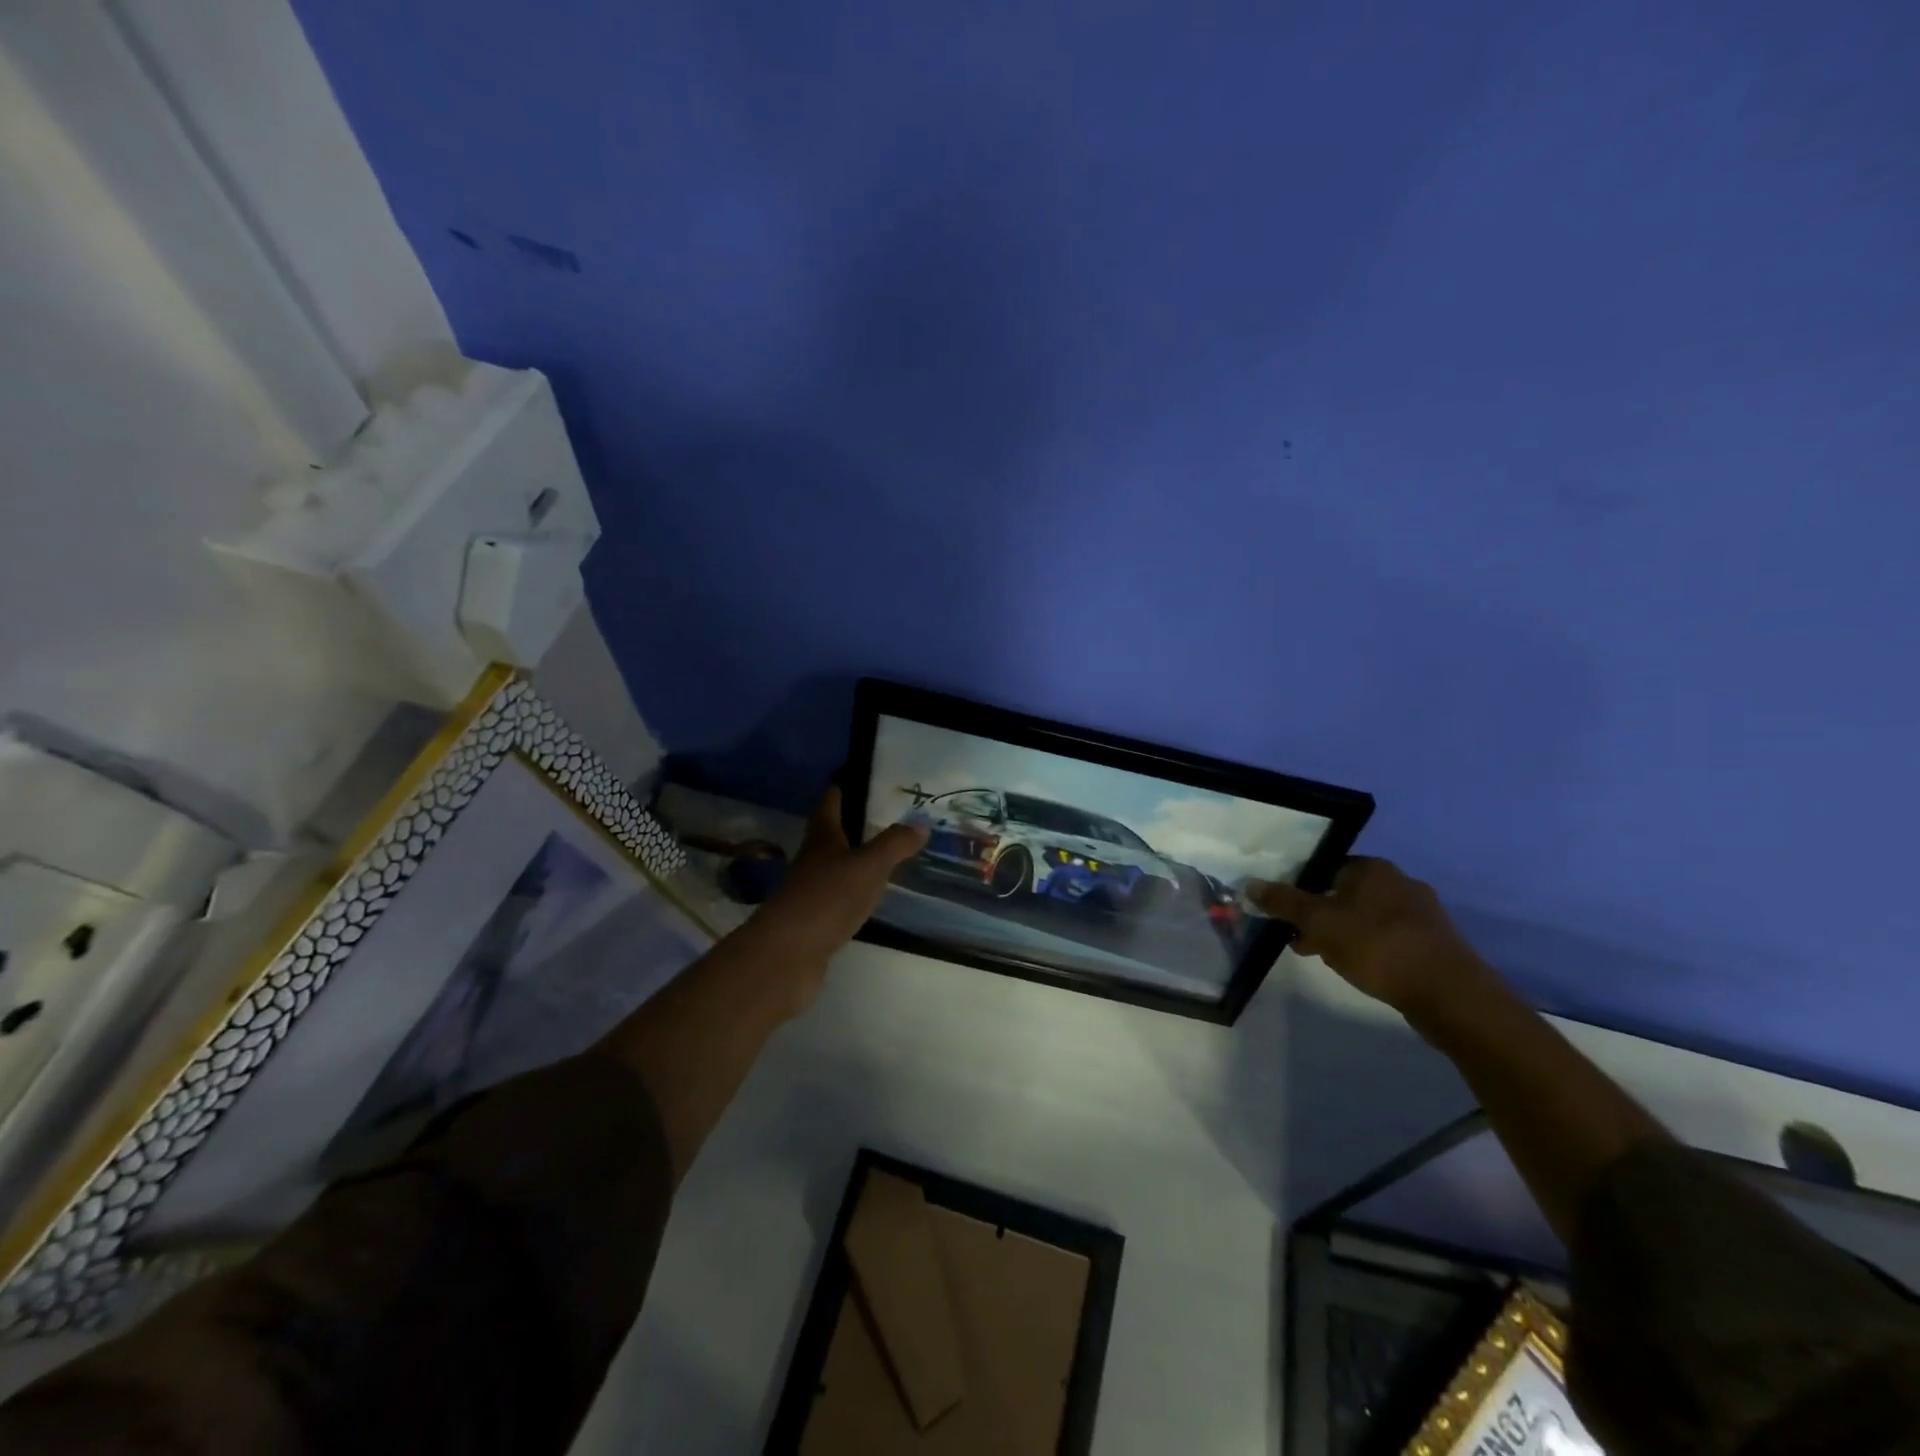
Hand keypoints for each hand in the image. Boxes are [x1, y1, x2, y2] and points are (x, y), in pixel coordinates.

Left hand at [752, 787, 928, 969]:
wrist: (788, 954)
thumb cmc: (827, 898)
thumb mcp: (868, 866)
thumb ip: (894, 844)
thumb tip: (921, 823)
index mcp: (822, 837)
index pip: (831, 801)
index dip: (844, 786)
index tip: (863, 775)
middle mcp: (812, 858)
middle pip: (832, 833)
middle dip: (856, 823)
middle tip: (890, 815)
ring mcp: (810, 890)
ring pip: (836, 865)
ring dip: (857, 858)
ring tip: (888, 853)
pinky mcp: (814, 919)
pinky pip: (838, 896)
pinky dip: (855, 891)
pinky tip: (873, 895)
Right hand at [1247, 857, 1488, 1016]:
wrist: (1448, 993)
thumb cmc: (1377, 945)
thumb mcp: (1319, 922)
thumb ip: (1283, 902)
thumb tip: (1250, 884)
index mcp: (1373, 868)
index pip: (1325, 867)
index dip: (1300, 887)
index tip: (1286, 912)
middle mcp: (1399, 882)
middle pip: (1344, 892)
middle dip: (1319, 915)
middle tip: (1300, 938)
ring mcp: (1421, 913)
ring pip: (1366, 916)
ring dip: (1342, 933)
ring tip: (1325, 958)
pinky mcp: (1433, 943)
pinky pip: (1388, 937)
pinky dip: (1369, 948)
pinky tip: (1360, 968)